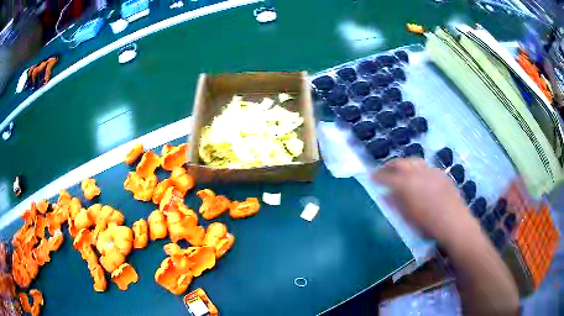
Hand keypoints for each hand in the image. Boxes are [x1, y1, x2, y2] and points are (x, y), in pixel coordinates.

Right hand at [372, 158, 478, 243]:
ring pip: (414, 161)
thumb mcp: (407, 216)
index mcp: (405, 184)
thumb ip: (395, 202)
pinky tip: (420, 177)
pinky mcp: (441, 174)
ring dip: (405, 164)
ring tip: (401, 170)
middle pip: (400, 163)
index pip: (387, 176)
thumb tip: (385, 194)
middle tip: (384, 170)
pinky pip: (427, 167)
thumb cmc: (427, 224)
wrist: (453, 222)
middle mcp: (417, 172)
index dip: (377, 175)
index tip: (371, 176)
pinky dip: (419, 169)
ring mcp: (431, 171)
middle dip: (390, 165)